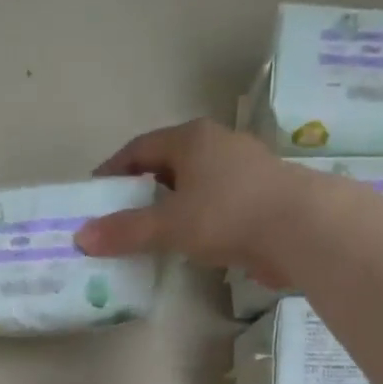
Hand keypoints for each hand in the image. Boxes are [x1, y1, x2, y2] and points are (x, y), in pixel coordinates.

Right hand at [75, 119, 314, 284]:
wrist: (301, 228)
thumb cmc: (228, 214)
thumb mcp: (169, 224)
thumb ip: (126, 231)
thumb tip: (81, 237)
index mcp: (191, 139)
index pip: (140, 148)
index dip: (114, 170)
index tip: (95, 195)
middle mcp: (217, 145)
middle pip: (167, 164)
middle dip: (141, 189)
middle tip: (118, 218)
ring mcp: (243, 170)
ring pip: (194, 186)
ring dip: (170, 207)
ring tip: (149, 235)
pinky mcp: (260, 198)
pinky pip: (215, 205)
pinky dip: (196, 220)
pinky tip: (189, 244)